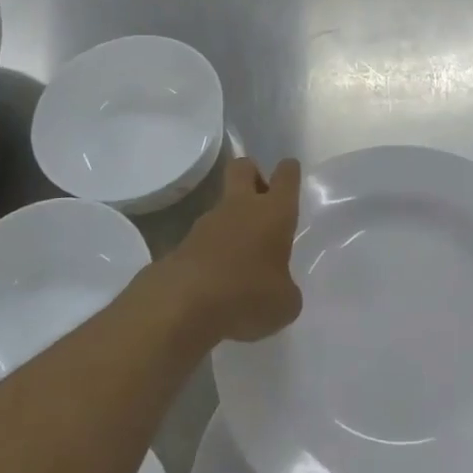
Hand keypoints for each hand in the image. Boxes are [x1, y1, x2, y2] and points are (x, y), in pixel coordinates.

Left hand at [156, 158, 302, 345]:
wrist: (183, 304)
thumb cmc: (247, 294)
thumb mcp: (284, 303)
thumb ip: (286, 290)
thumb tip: (279, 290)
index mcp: (274, 212)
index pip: (286, 176)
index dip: (289, 171)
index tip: (290, 171)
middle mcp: (241, 207)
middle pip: (243, 168)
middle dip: (253, 173)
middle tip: (262, 197)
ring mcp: (208, 222)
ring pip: (223, 204)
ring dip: (232, 220)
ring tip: (242, 256)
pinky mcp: (183, 243)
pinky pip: (205, 238)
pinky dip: (213, 250)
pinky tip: (219, 278)